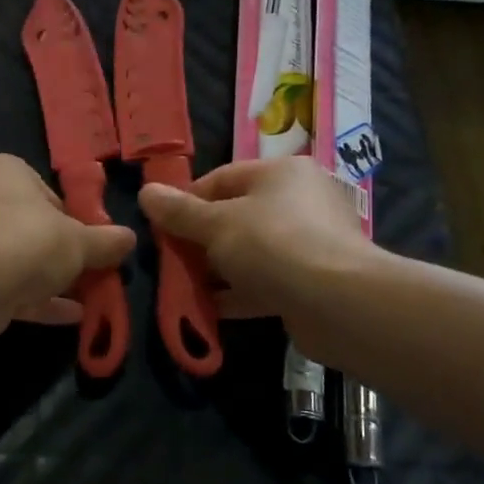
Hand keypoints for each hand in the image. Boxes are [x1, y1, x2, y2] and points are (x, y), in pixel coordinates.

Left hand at [0, 154, 134, 330]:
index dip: (69, 218)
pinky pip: (3, 287)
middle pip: (25, 226)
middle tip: (87, 271)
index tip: (88, 241)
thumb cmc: (28, 238)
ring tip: (84, 298)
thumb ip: (104, 241)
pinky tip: (68, 317)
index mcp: (2, 171)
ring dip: (45, 279)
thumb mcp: (79, 240)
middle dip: (55, 252)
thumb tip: (130, 238)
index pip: (42, 191)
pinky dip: (33, 300)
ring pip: (13, 259)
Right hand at [138, 157, 379, 359]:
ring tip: (183, 287)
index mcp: (281, 174)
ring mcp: (309, 244)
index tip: (161, 225)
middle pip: (236, 216)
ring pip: (250, 253)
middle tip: (170, 259)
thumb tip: (145, 192)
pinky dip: (237, 294)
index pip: (223, 178)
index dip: (188, 200)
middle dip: (200, 240)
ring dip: (216, 270)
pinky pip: (265, 282)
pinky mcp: (311, 283)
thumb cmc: (272, 245)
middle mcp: (299, 202)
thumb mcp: (216, 224)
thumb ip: (180, 211)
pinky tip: (209, 310)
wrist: (338, 303)